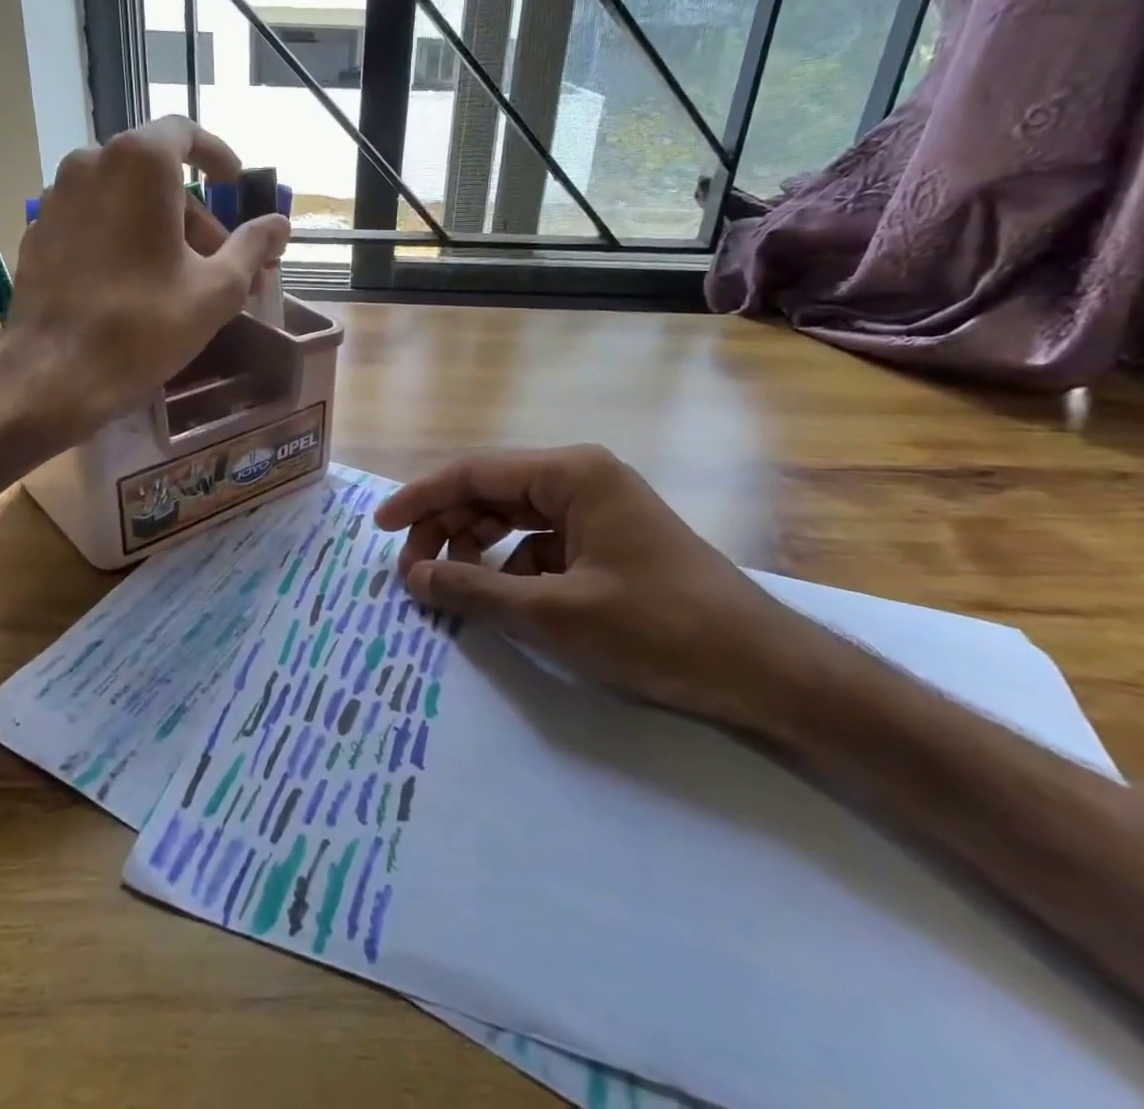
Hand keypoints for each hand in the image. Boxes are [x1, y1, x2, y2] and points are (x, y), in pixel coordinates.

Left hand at [0, 117, 289, 433]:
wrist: (55, 373)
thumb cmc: (145, 324)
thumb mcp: (217, 289)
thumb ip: (252, 246)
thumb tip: (280, 224)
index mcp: (139, 164)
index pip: (184, 132)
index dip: (216, 156)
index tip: (233, 185)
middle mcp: (90, 164)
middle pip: (155, 173)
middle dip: (193, 211)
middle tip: (219, 258)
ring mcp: (57, 197)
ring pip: (123, 196)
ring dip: (159, 225)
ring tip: (180, 278)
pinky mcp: (38, 231)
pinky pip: (93, 218)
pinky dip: (122, 236)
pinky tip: (134, 284)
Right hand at [373, 446, 815, 724]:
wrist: (764, 671)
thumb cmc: (657, 630)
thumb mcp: (552, 614)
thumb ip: (474, 591)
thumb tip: (413, 578)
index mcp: (570, 473)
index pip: (474, 472)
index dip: (420, 499)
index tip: (379, 529)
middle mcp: (581, 478)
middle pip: (490, 493)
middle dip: (446, 530)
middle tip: (413, 575)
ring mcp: (597, 511)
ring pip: (512, 519)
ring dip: (474, 550)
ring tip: (447, 588)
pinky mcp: (607, 544)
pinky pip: (540, 545)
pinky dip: (510, 568)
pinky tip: (500, 601)